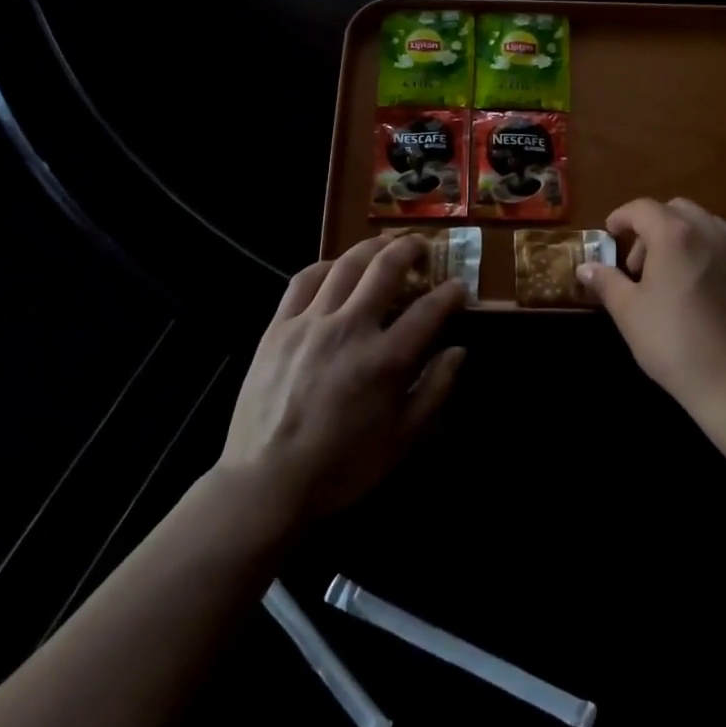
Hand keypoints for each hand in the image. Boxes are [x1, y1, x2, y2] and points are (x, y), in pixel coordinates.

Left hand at [218, 235, 467, 521]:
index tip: (458, 287)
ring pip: (346, 265)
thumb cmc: (342, 466)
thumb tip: (458, 351)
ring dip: (372, 247)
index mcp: (385, 360)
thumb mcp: (402, 440)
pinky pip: (303, 280)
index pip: (429, 309)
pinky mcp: (279, 326)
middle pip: (386, 268)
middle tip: (422, 246)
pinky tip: (335, 269)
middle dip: (411, 249)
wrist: (267, 481)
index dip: (450, 293)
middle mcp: (351, 329)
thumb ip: (435, 390)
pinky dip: (325, 266)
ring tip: (385, 244)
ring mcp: (311, 323)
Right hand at [578, 198, 725, 420]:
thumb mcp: (628, 312)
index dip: (622, 217)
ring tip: (679, 271)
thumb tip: (586, 267)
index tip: (611, 235)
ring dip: (688, 236)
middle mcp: (710, 231)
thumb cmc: (672, 342)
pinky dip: (723, 251)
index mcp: (673, 235)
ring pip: (710, 224)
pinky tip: (718, 276)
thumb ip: (606, 281)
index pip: (642, 208)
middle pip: (677, 209)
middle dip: (654, 226)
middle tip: (642, 263)